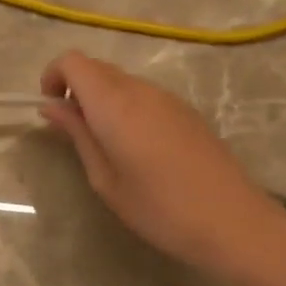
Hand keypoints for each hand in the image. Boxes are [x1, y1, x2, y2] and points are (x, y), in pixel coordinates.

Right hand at [39, 50, 285, 277]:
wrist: (235, 224)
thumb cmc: (159, 208)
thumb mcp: (104, 178)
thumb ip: (77, 135)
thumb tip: (51, 107)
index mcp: (113, 103)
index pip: (73, 61)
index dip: (54, 76)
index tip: (51, 109)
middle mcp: (140, 90)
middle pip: (96, 68)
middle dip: (75, 88)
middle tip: (72, 131)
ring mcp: (168, 99)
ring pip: (121, 81)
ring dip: (101, 99)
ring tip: (104, 144)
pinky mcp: (187, 112)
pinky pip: (144, 95)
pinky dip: (126, 107)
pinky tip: (136, 149)